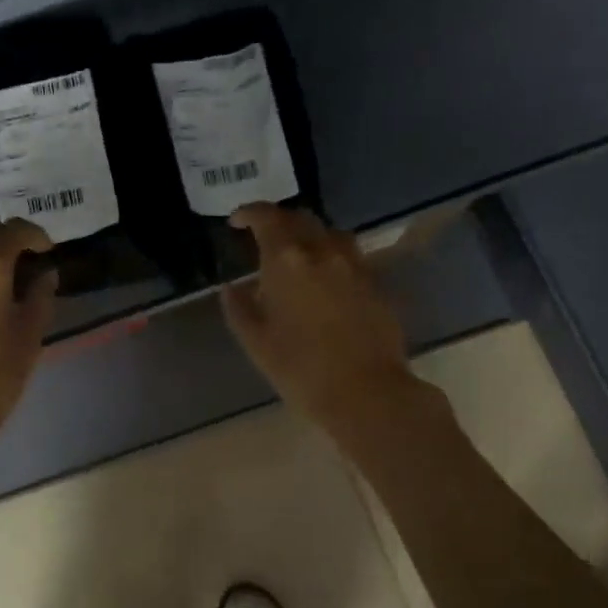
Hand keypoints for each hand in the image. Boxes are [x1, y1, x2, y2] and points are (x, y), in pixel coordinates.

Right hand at [220, 204, 415, 435]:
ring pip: (330, 233)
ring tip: (297, 256)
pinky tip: (324, 280)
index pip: (266, 218)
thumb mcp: (256, 342)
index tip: (236, 222)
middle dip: (279, 221)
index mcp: (287, 261)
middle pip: (301, 218)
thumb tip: (232, 288)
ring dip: (309, 235)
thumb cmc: (301, 369)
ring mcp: (355, 266)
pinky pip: (349, 256)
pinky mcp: (376, 284)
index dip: (249, 213)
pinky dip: (331, 256)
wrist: (367, 393)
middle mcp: (323, 252)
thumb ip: (240, 308)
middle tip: (263, 237)